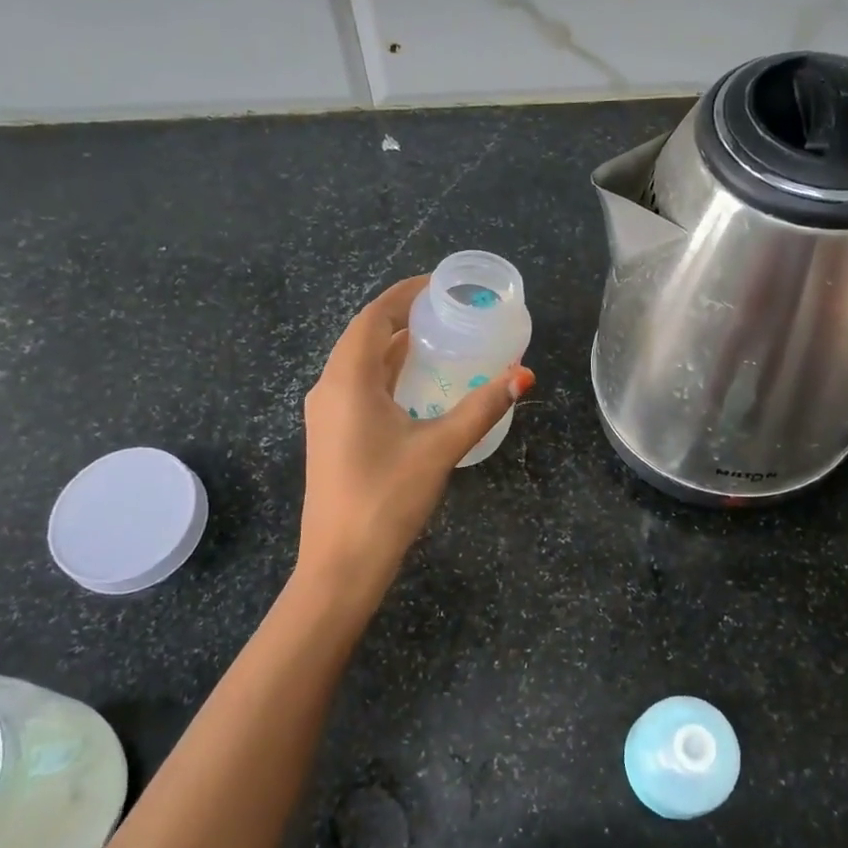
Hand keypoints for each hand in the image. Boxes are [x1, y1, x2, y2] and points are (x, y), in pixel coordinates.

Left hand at [297, 277, 535, 598]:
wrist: (341, 564)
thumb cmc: (387, 498)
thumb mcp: (440, 447)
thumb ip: (482, 407)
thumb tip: (523, 375)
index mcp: (347, 380)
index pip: (373, 318)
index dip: (403, 294)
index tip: (437, 284)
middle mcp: (328, 388)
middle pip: (363, 336)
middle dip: (400, 317)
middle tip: (445, 310)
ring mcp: (325, 414)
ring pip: (358, 364)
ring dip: (392, 346)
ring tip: (435, 338)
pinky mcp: (330, 436)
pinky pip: (357, 387)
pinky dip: (385, 374)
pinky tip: (414, 384)